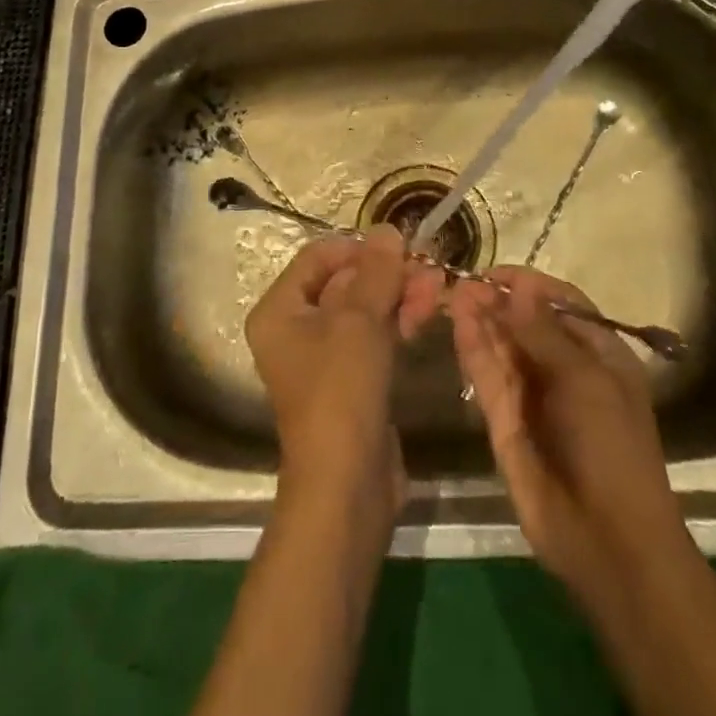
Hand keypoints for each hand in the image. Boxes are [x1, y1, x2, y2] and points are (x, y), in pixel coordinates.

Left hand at [246, 228, 445, 507]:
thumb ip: (376, 272)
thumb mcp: (359, 322)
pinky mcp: (351, 380)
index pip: (317, 258)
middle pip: (343, 282)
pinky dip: (397, 321)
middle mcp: (295, 329)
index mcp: (279, 310)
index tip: (398, 247)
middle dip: (386, 273)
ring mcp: (324, 356)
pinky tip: (427, 313)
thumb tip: (388, 229)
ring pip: (363, 309)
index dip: (357, 247)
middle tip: (428, 268)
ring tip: (437, 287)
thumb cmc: (340, 392)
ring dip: (398, 294)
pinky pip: (373, 337)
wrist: (347, 486)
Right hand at [449, 267, 687, 599]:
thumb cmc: (610, 448)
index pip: (562, 305)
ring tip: (452, 293)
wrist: (607, 541)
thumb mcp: (585, 380)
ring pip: (502, 346)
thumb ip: (544, 331)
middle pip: (526, 322)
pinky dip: (472, 349)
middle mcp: (564, 369)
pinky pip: (487, 376)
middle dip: (497, 301)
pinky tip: (458, 323)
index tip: (496, 272)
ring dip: (480, 319)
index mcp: (599, 356)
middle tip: (462, 282)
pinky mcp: (504, 420)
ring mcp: (532, 395)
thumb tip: (521, 285)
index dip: (530, 286)